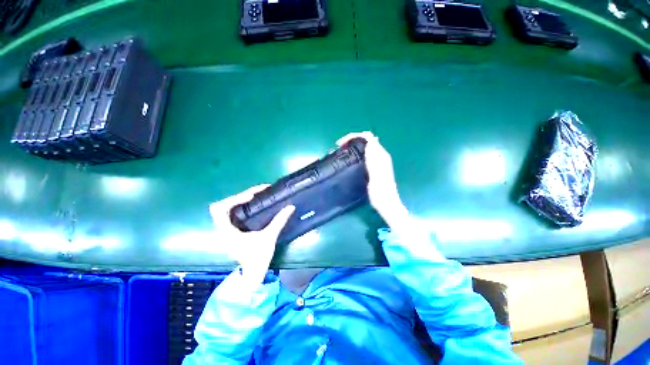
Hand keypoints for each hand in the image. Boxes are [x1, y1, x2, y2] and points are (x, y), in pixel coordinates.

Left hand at [210, 185, 294, 284]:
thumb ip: (279, 221)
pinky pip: (230, 214)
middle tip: (254, 194)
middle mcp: (222, 229)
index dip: (234, 199)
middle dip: (237, 197)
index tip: (251, 197)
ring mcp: (225, 231)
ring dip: (238, 201)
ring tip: (254, 197)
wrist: (252, 273)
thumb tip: (290, 207)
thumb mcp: (269, 238)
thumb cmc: (258, 257)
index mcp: (227, 232)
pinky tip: (251, 206)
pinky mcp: (231, 232)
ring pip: (224, 210)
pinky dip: (239, 207)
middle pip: (220, 206)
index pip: (220, 209)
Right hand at [336, 131, 408, 226]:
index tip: (341, 144)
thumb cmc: (380, 191)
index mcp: (380, 155)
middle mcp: (379, 155)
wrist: (386, 203)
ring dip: (353, 145)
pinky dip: (355, 152)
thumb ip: (374, 157)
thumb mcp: (376, 174)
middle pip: (365, 140)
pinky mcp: (373, 167)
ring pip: (364, 147)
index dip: (353, 136)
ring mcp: (377, 161)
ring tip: (342, 150)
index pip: (367, 137)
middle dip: (352, 139)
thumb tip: (370, 140)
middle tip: (339, 146)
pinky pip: (364, 154)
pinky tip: (350, 158)